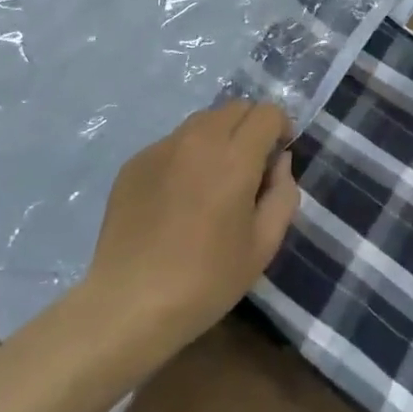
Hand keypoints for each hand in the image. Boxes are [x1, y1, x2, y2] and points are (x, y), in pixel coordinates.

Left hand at [82, 101, 299, 350]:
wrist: (130, 303)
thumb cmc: (206, 280)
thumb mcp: (263, 245)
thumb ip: (282, 194)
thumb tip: (279, 162)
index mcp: (234, 157)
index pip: (266, 112)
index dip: (280, 127)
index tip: (278, 156)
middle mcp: (198, 140)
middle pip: (235, 108)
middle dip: (250, 127)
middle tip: (249, 168)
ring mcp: (161, 148)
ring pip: (202, 121)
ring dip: (218, 137)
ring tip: (212, 181)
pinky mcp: (135, 162)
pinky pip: (172, 143)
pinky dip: (187, 155)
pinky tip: (178, 198)